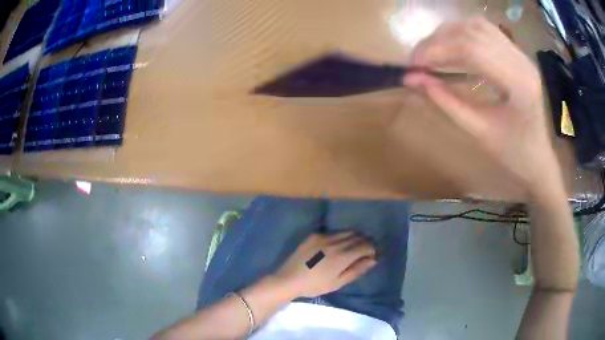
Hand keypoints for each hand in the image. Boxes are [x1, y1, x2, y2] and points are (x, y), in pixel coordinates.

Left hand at [274, 232, 376, 297]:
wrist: (289, 279)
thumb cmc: (314, 285)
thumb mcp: (337, 283)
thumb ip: (356, 270)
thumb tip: (372, 260)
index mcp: (342, 256)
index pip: (365, 245)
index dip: (372, 249)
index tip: (373, 255)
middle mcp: (334, 242)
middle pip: (357, 236)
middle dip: (365, 242)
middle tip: (366, 250)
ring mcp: (323, 237)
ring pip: (346, 232)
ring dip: (354, 237)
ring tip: (354, 247)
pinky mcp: (313, 235)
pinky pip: (333, 232)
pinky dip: (340, 237)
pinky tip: (337, 245)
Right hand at [404, 17, 559, 196]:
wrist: (537, 157)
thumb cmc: (512, 154)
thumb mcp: (478, 131)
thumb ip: (446, 102)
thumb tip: (412, 79)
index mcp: (519, 84)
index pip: (472, 49)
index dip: (437, 50)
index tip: (413, 64)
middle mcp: (521, 60)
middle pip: (472, 32)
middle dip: (439, 41)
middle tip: (418, 59)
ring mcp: (520, 54)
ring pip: (477, 26)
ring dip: (449, 34)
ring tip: (432, 52)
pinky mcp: (516, 53)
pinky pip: (485, 31)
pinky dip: (463, 34)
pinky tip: (452, 47)